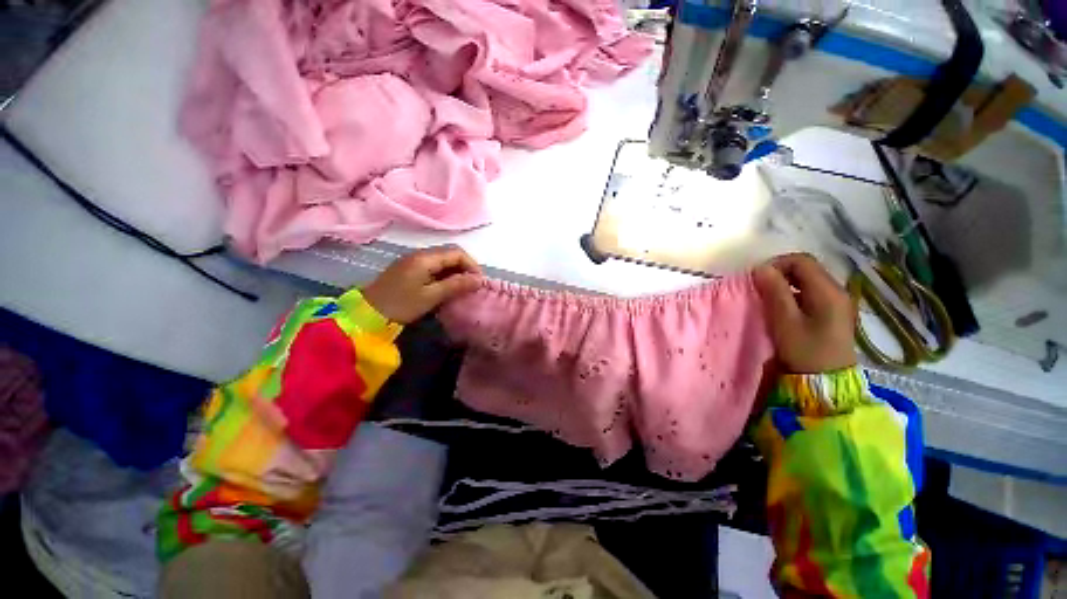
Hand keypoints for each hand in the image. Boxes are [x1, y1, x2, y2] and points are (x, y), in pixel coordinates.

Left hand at [362, 246, 481, 323]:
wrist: (367, 314)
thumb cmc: (401, 304)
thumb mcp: (431, 296)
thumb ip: (456, 285)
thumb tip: (479, 279)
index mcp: (425, 258)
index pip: (457, 253)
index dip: (472, 265)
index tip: (479, 282)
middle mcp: (420, 255)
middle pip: (450, 255)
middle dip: (465, 268)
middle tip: (472, 286)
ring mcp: (413, 261)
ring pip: (442, 261)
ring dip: (455, 272)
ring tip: (463, 289)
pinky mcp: (409, 270)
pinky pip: (433, 268)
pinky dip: (444, 276)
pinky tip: (447, 288)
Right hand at [752, 253, 856, 373]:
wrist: (827, 381)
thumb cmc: (805, 350)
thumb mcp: (785, 321)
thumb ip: (774, 292)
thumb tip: (760, 268)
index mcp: (828, 291)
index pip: (802, 261)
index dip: (776, 264)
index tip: (757, 279)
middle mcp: (837, 291)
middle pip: (807, 268)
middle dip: (780, 273)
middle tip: (760, 288)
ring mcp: (838, 302)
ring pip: (808, 280)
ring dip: (786, 284)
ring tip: (769, 298)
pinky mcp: (834, 312)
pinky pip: (812, 293)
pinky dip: (794, 294)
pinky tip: (784, 309)